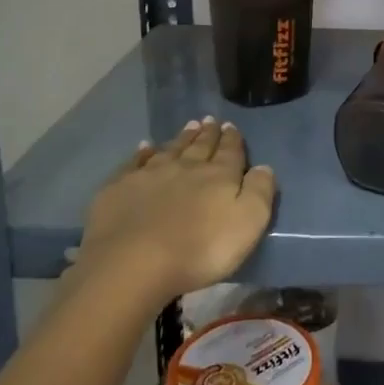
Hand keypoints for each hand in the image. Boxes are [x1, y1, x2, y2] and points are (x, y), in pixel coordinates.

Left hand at [72, 119, 276, 299]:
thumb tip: (263, 166)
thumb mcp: (247, 223)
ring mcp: (150, 175)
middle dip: (208, 133)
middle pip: (200, 146)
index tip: (231, 126)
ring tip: (189, 126)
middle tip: (210, 120)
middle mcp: (185, 167)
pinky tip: (145, 147)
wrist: (133, 263)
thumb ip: (259, 192)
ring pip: (170, 149)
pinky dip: (142, 153)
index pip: (230, 152)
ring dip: (182, 138)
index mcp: (218, 176)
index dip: (232, 139)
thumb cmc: (200, 249)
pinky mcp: (120, 188)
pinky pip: (135, 163)